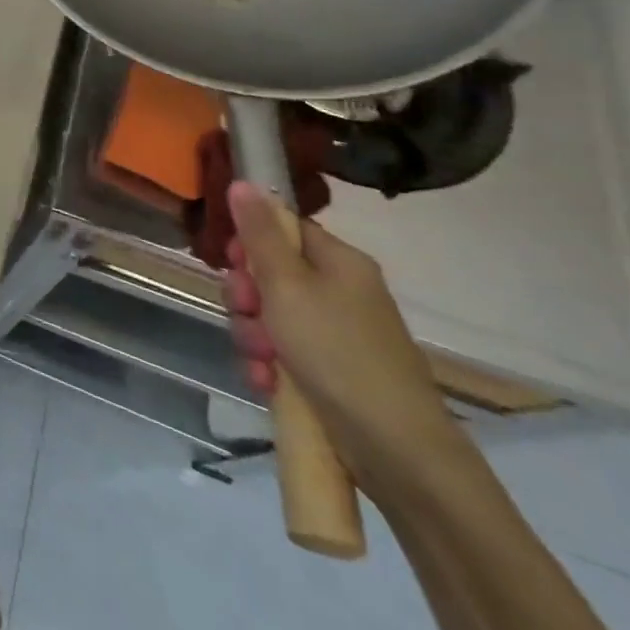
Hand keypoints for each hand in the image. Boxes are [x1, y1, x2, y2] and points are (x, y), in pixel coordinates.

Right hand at [224, 182, 459, 493]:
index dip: (251, 243)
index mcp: (338, 262)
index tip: (234, 264)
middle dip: (247, 298)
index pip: (283, 229)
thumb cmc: (337, 351)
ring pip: (269, 316)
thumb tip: (244, 181)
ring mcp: (335, 333)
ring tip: (263, 360)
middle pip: (269, 274)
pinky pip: (281, 352)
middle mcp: (339, 291)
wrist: (395, 447)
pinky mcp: (329, 370)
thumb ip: (259, 234)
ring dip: (253, 335)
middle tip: (249, 314)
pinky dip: (268, 365)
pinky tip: (268, 382)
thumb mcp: (286, 285)